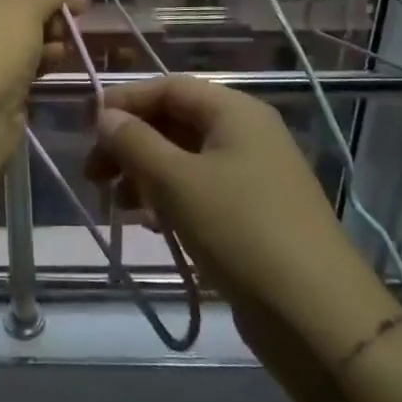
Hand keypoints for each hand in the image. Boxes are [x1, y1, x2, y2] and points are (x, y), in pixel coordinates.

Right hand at [87, 76, 363, 324]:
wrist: (315, 314)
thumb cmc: (240, 230)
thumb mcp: (176, 181)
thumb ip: (135, 142)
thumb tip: (105, 116)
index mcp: (235, 112)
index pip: (169, 87)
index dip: (125, 101)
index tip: (86, 127)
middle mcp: (247, 135)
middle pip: (176, 122)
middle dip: (131, 143)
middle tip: (94, 175)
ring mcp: (253, 176)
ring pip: (185, 159)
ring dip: (146, 175)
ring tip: (117, 205)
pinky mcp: (253, 214)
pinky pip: (201, 191)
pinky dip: (170, 200)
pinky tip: (151, 224)